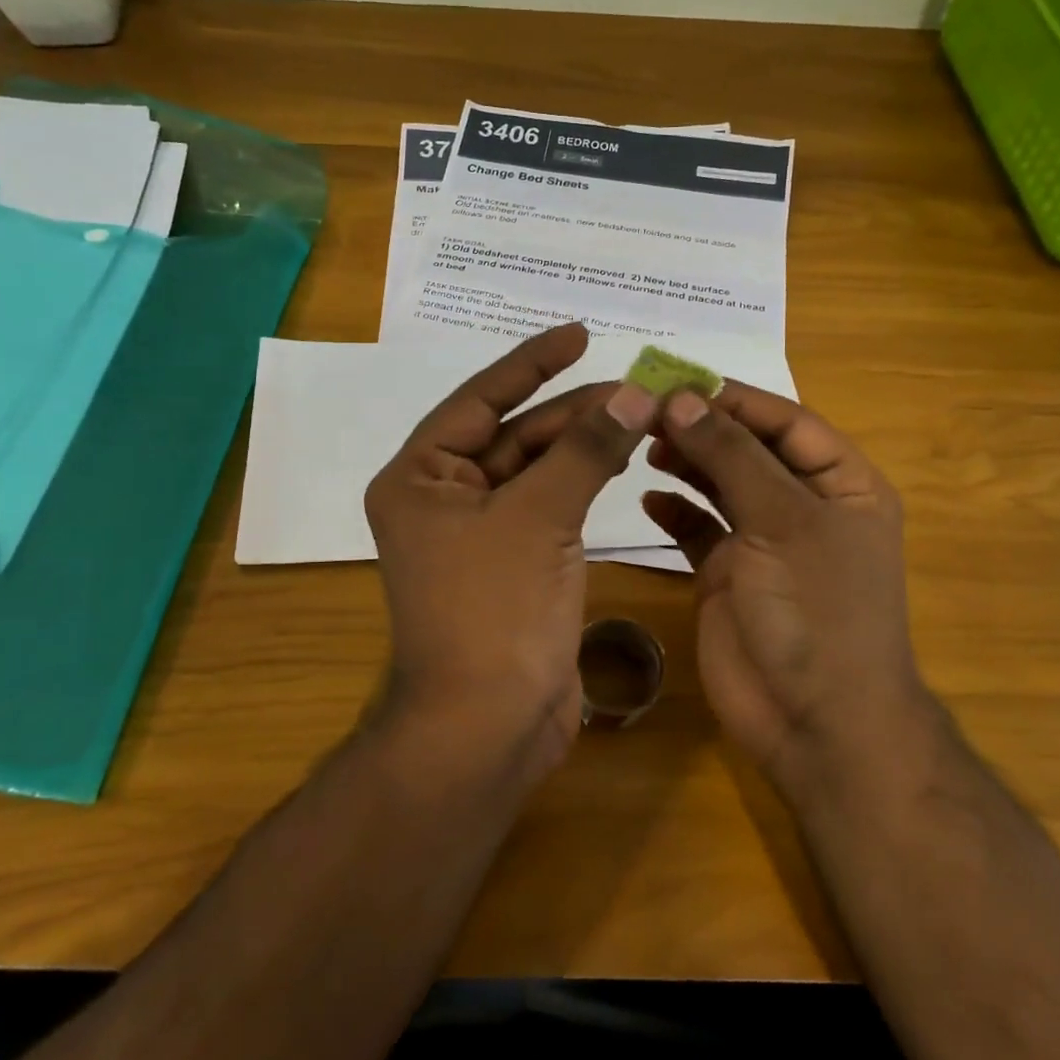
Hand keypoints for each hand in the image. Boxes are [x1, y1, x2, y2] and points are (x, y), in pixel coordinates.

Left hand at [364, 323, 659, 777]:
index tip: (579, 334)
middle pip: (513, 434)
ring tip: (638, 416)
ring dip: (582, 444)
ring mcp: (478, 532)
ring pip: (535, 470)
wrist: (487, 725)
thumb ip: (585, 450)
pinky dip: (582, 482)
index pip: (479, 400)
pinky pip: (548, 505)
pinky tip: (620, 459)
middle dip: (572, 411)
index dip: (530, 363)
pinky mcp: (512, 562)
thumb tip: (634, 392)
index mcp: (421, 477)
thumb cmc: (493, 611)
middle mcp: (442, 497)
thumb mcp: (539, 517)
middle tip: (637, 388)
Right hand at [640, 384, 931, 796]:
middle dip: (702, 428)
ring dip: (686, 461)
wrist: (815, 722)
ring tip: (644, 443)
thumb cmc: (816, 611)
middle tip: (645, 410)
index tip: (675, 380)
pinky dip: (675, 510)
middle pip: (748, 449)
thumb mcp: (781, 521)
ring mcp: (764, 542)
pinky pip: (698, 529)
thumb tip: (681, 397)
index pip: (785, 422)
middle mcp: (803, 506)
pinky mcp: (729, 574)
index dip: (733, 399)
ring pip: (720, 484)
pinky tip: (649, 497)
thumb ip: (731, 455)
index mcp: (841, 484)